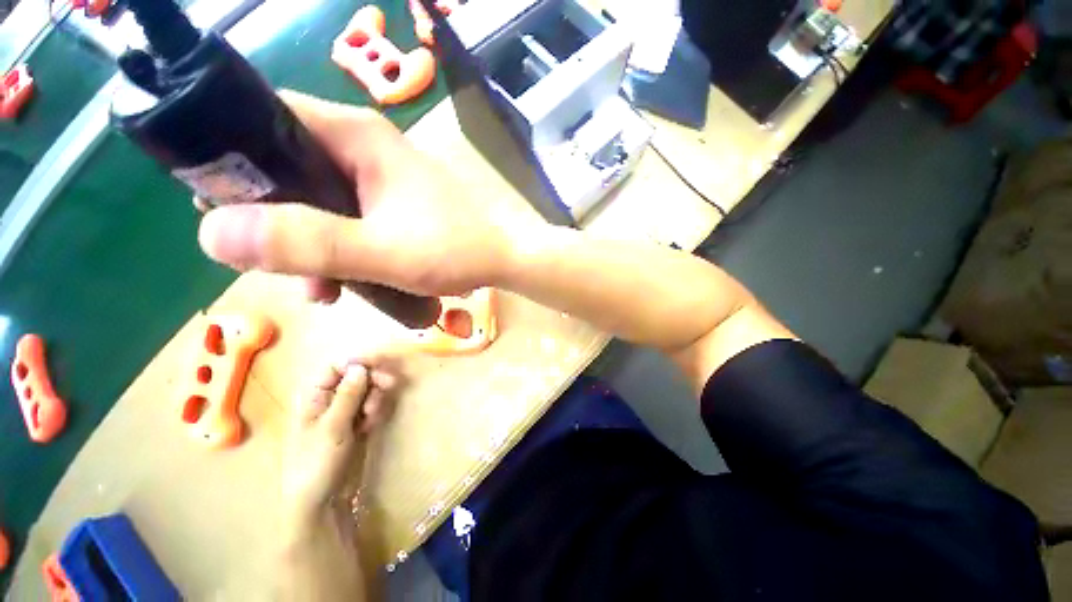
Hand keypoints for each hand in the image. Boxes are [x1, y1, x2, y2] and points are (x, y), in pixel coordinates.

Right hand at [197, 90, 540, 302]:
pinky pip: (344, 217)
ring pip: (314, 199)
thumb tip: (212, 234)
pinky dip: (335, 248)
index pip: (264, 119)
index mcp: (356, 136)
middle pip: (285, 167)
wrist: (503, 258)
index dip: (231, 160)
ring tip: (322, 291)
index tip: (223, 212)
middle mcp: (362, 146)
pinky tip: (343, 284)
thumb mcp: (381, 251)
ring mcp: (378, 176)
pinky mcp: (391, 202)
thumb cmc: (455, 250)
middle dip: (273, 220)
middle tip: (277, 267)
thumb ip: (307, 243)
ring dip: (306, 245)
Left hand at [282, 360, 398, 530]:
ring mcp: (344, 411)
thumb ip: (347, 395)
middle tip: (389, 384)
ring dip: (375, 397)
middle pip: (356, 375)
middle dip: (373, 379)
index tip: (381, 363)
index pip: (336, 366)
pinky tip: (370, 426)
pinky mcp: (356, 423)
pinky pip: (371, 405)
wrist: (321, 501)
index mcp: (314, 396)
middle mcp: (329, 399)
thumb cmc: (317, 463)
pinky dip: (375, 411)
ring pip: (367, 390)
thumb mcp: (332, 427)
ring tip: (371, 417)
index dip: (358, 361)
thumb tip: (360, 366)